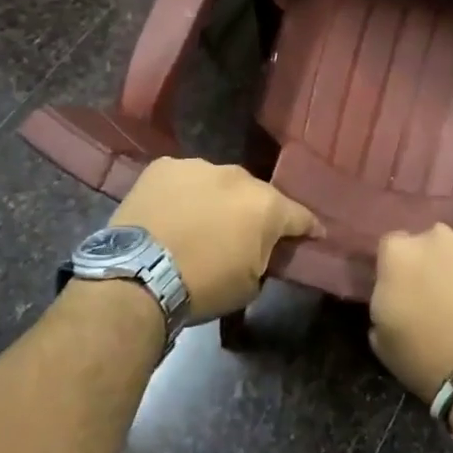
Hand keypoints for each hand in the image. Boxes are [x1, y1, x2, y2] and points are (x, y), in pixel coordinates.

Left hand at [112, 158, 319, 320]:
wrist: (139, 275)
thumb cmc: (203, 286)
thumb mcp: (250, 284)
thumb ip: (264, 256)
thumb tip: (261, 248)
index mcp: (266, 206)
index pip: (300, 215)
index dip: (308, 228)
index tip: (314, 234)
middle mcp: (237, 177)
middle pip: (255, 195)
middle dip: (253, 213)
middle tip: (242, 235)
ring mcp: (198, 166)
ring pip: (217, 183)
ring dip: (216, 200)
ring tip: (199, 224)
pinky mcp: (163, 167)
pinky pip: (183, 180)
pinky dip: (182, 195)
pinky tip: (171, 214)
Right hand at [368, 225, 452, 401]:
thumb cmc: (427, 360)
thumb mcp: (382, 338)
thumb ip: (384, 300)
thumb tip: (396, 294)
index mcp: (399, 253)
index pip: (393, 248)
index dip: (401, 270)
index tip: (408, 291)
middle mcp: (437, 236)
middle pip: (433, 243)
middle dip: (437, 263)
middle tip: (445, 297)